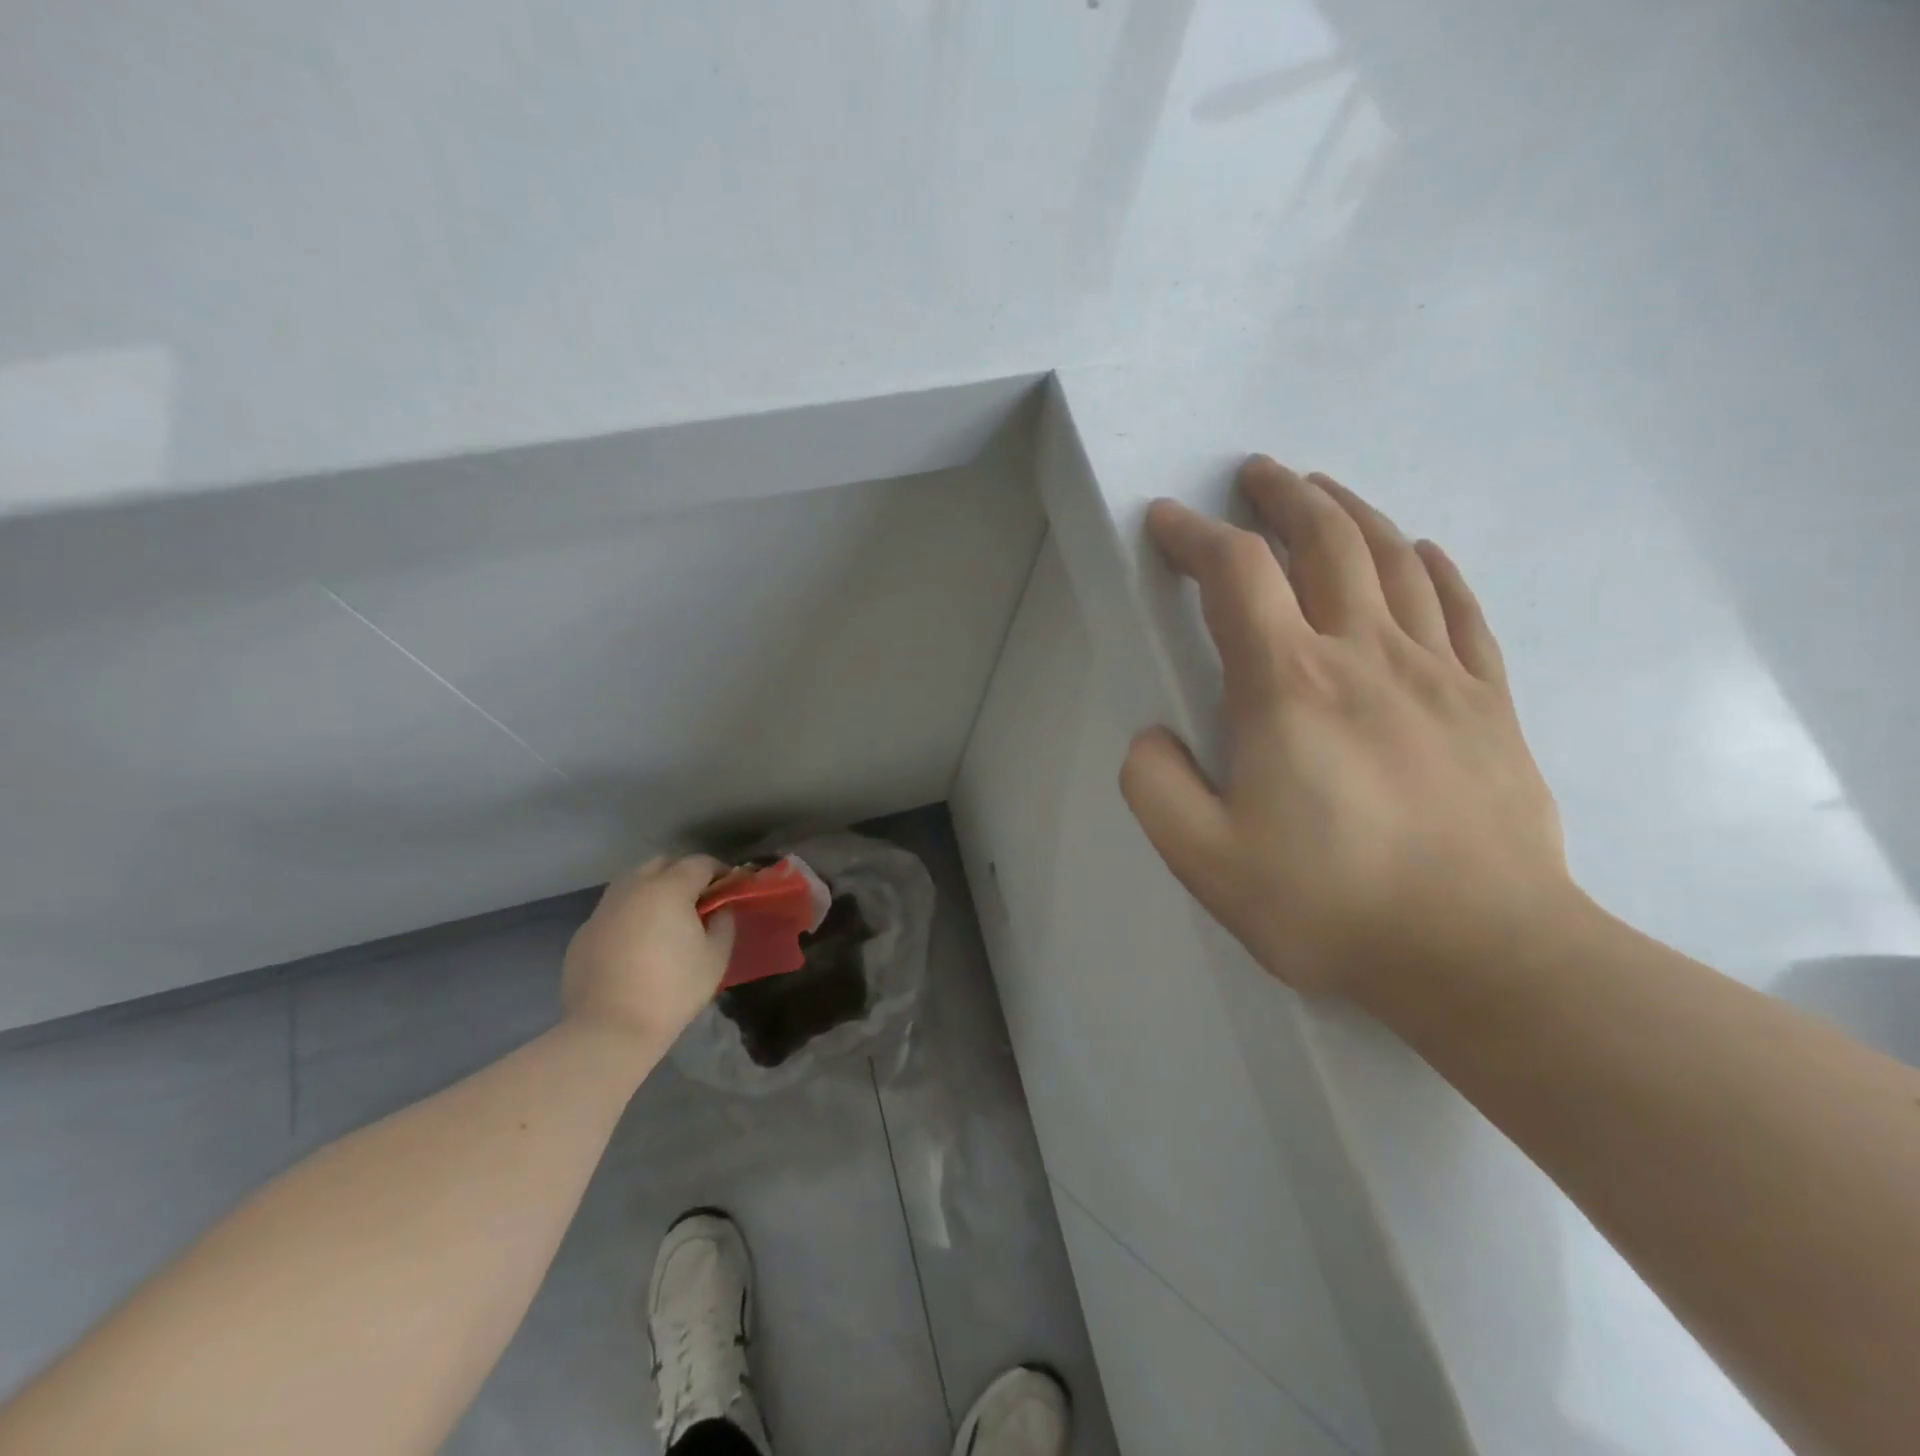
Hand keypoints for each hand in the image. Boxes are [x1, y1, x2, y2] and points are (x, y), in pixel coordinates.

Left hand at [562, 855, 734, 1046]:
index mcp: (668, 888)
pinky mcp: (583, 933)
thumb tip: (719, 908)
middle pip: (662, 864)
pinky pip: (613, 911)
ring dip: (653, 890)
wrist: (609, 1030)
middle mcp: (632, 888)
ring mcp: (603, 909)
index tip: (729, 888)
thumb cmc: (672, 990)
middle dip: (683, 873)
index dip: (719, 871)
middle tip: (698, 901)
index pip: (700, 863)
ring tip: (665, 919)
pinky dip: (630, 915)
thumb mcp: (716, 956)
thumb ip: (723, 922)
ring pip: (632, 883)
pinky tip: (636, 944)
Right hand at [1120, 456, 1569, 1001]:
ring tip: (1323, 493)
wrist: (1482, 956)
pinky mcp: (1487, 702)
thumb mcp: (1205, 861)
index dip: (1194, 536)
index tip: (1166, 520)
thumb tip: (1153, 735)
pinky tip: (1419, 553)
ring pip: (1394, 559)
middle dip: (1282, 497)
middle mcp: (1364, 655)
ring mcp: (1437, 673)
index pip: (1236, 575)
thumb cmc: (1331, 906)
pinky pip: (1461, 610)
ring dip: (1350, 513)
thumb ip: (1155, 787)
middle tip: (1255, 474)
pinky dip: (1432, 567)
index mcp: (1289, 686)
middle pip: (1325, 541)